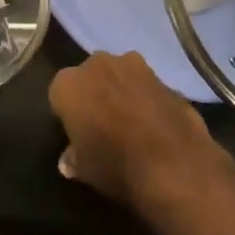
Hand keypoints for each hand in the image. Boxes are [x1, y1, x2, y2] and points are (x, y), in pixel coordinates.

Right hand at [49, 51, 222, 207]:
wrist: (174, 166)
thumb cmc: (115, 164)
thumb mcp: (84, 169)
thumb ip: (74, 158)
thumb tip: (69, 161)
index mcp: (69, 83)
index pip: (59, 93)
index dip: (68, 113)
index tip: (77, 132)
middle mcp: (99, 65)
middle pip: (91, 77)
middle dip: (95, 94)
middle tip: (102, 125)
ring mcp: (137, 67)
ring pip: (122, 76)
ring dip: (124, 92)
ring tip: (132, 125)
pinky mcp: (168, 80)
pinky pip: (150, 89)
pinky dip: (150, 102)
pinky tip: (157, 127)